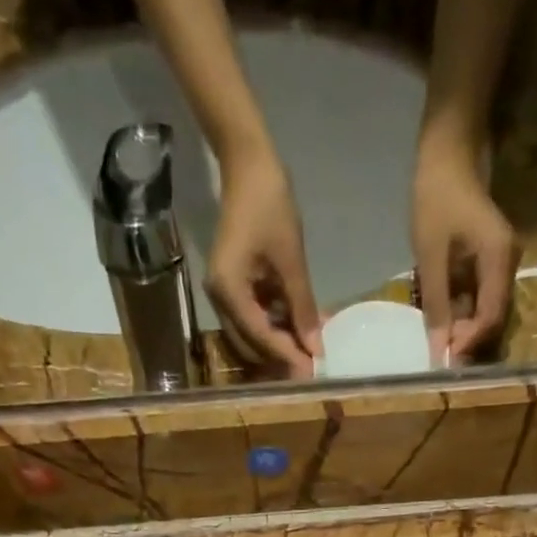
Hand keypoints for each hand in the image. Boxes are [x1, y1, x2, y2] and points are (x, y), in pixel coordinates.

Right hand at [209, 148, 322, 377]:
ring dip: (281, 342)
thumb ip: (302, 306)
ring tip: (312, 348)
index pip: (259, 337)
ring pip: (253, 334)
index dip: (287, 355)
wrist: (247, 164)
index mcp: (228, 291)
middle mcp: (220, 300)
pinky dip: (277, 324)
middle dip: (281, 357)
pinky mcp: (235, 286)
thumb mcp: (290, 259)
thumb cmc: (269, 204)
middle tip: (312, 368)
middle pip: (251, 344)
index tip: (312, 372)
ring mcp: (225, 294)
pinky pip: (255, 316)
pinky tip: (302, 326)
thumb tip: (316, 346)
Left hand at [412, 136, 518, 364]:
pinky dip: (462, 312)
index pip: (492, 316)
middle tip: (438, 352)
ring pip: (486, 310)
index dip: (470, 342)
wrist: (448, 152)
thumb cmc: (437, 197)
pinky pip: (480, 297)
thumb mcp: (431, 255)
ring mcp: (500, 262)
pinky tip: (443, 318)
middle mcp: (508, 263)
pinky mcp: (489, 262)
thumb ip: (436, 304)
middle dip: (467, 339)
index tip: (445, 359)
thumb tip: (439, 350)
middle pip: (493, 317)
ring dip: (464, 328)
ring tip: (438, 339)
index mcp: (499, 258)